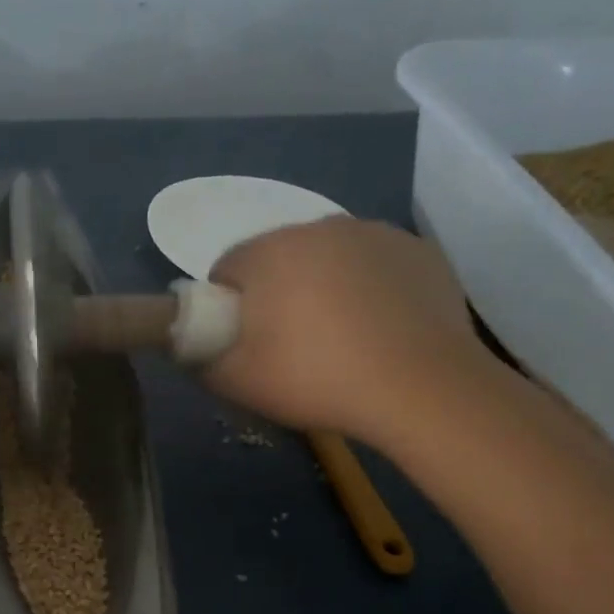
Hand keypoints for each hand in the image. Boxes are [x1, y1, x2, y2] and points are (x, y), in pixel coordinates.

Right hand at [205, 216, 499, 444]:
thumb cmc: (316, 378)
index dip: (226, 307)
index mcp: (270, 251)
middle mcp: (321, 226)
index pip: (227, 268)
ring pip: (330, 259)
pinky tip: (381, 330)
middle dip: (276, 295)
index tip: (242, 343)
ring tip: (341, 341)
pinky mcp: (420, 251)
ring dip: (323, 288)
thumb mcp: (237, 383)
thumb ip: (200, 360)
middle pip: (279, 259)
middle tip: (289, 347)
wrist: (421, 387)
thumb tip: (192, 348)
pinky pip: (376, 266)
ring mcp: (377, 234)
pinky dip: (370, 290)